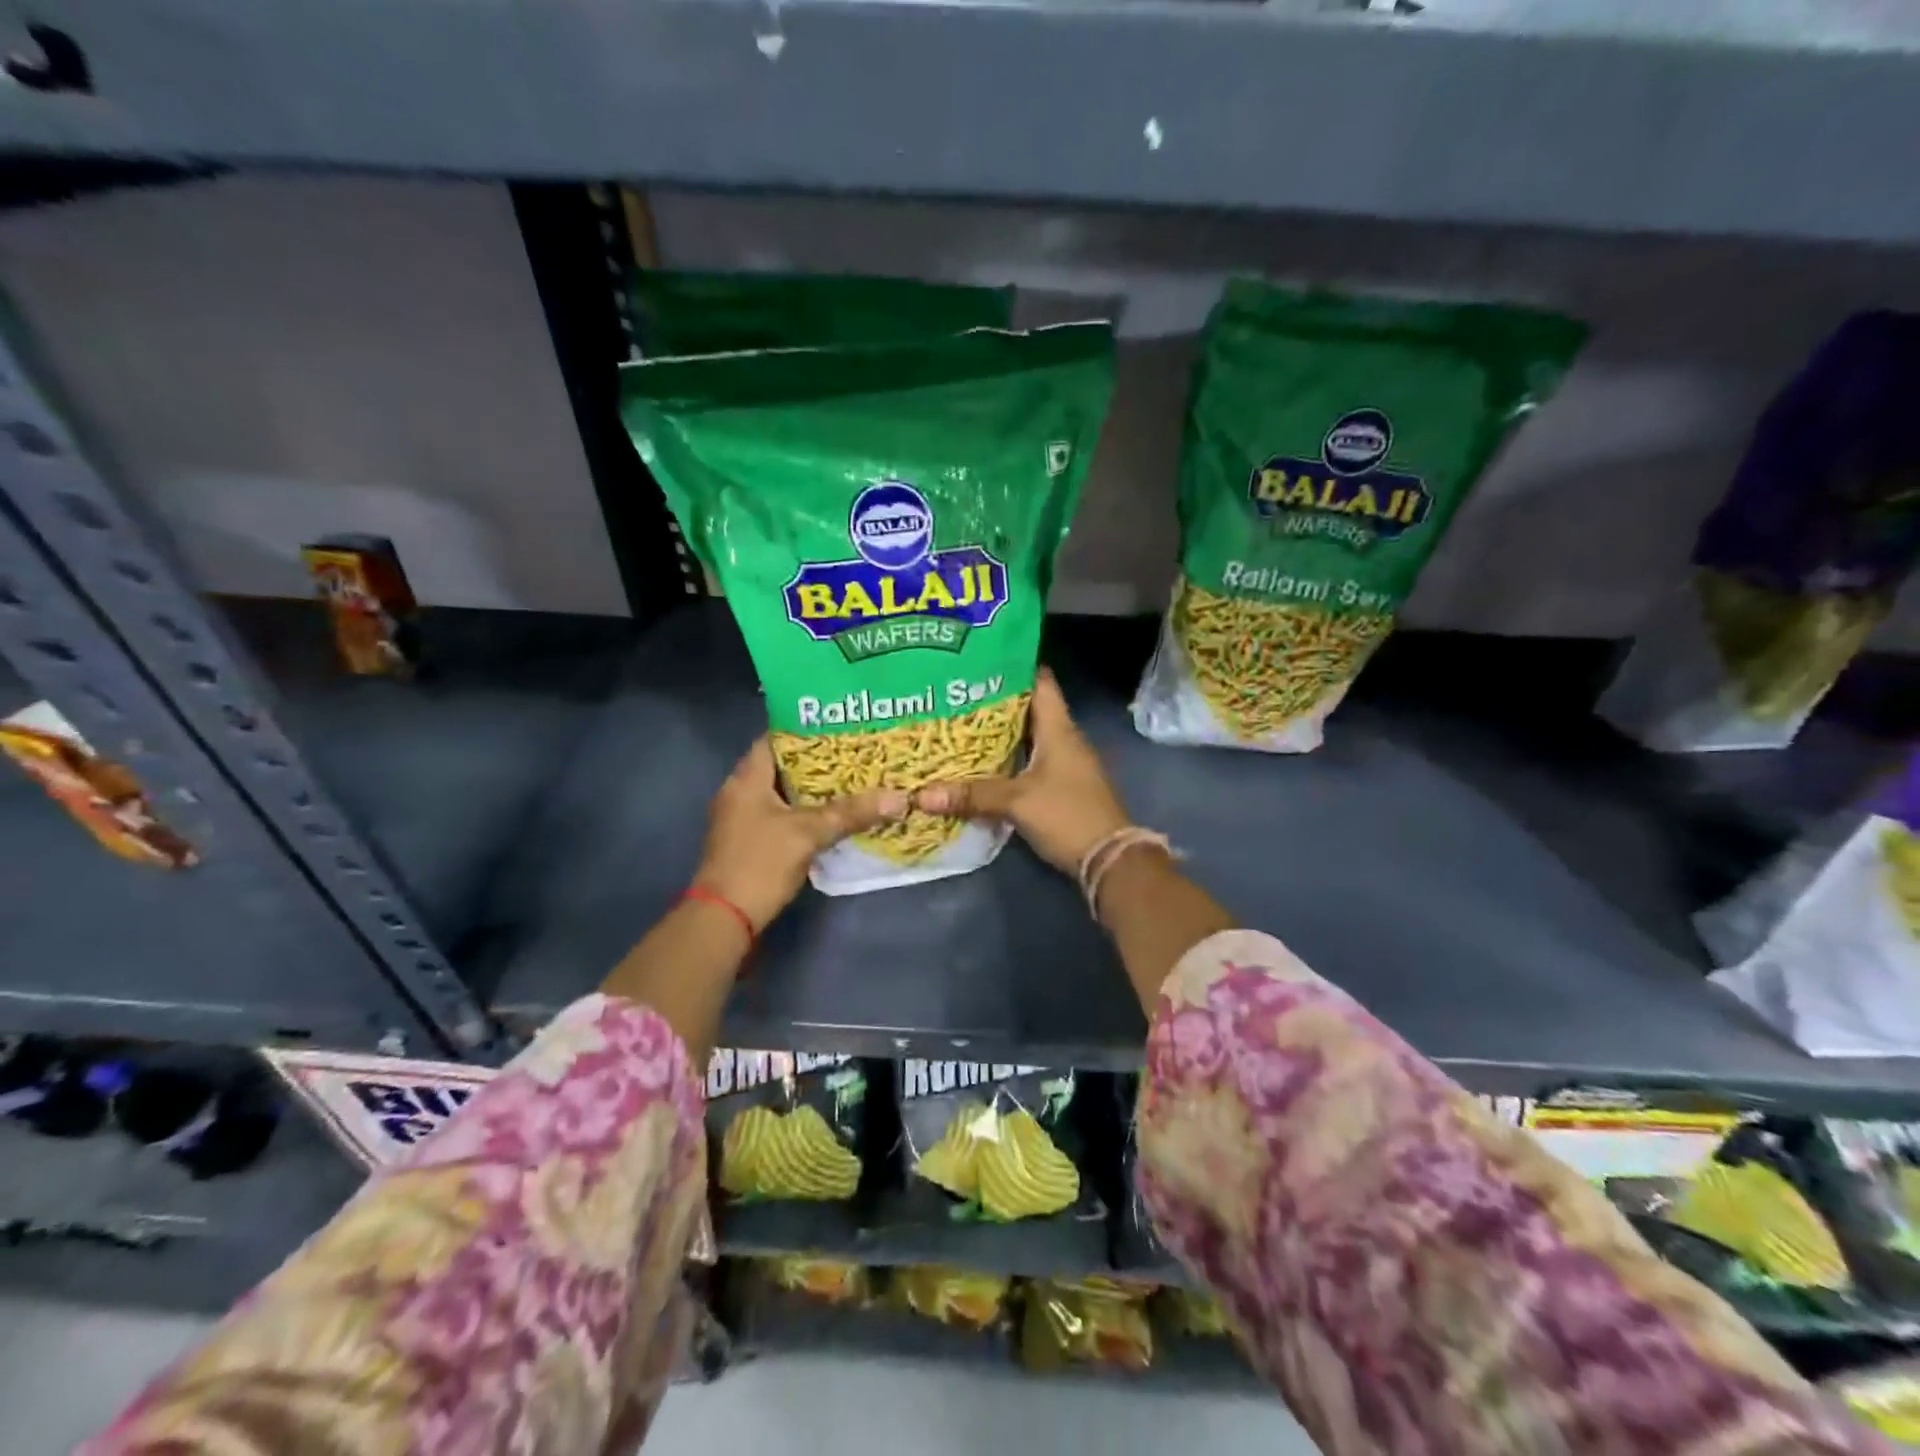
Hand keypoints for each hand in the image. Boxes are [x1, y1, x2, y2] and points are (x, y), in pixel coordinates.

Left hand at [694, 738, 906, 930]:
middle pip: (782, 764)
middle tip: (854, 751)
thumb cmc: (760, 863)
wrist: (725, 918)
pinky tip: (833, 813)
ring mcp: (742, 818)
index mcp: (746, 778)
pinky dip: (804, 810)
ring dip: (812, 787)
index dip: (805, 728)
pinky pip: (781, 813)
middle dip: (817, 759)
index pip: (774, 737)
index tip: (839, 724)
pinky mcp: (750, 841)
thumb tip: (899, 798)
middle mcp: (740, 791)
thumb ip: (851, 813)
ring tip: (851, 778)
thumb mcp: (809, 833)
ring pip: (783, 791)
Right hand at [914, 668, 1128, 874]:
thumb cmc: (1067, 815)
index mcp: (1059, 729)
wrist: (1110, 859)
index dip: (1014, 667)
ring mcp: (1067, 764)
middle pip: (1030, 709)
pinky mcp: (1063, 787)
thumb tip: (921, 795)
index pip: (1040, 682)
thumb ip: (972, 795)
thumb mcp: (1016, 802)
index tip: (980, 661)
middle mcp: (1065, 740)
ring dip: (1002, 733)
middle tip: (957, 695)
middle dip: (996, 702)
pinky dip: (1010, 759)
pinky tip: (984, 764)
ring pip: (1030, 738)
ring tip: (962, 725)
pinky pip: (1032, 762)